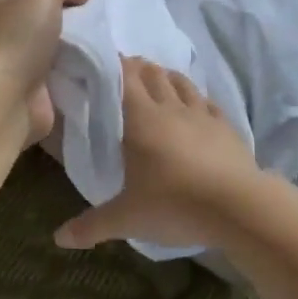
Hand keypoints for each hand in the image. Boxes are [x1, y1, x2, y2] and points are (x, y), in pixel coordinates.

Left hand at [0, 0, 92, 142]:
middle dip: (64, 18)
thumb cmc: (18, 36)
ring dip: (72, 46)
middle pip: (38, 19)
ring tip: (101, 39)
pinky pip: (58, 73)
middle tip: (94, 15)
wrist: (10, 97)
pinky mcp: (30, 91)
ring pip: (50, 47)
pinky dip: (73, 70)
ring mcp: (12, 66)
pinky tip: (93, 63)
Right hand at [54, 58, 259, 250]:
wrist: (238, 206)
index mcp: (141, 119)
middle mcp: (170, 107)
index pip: (124, 77)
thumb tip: (59, 237)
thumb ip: (93, 225)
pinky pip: (207, 102)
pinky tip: (196, 105)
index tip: (103, 61)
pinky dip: (196, 98)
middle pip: (152, 74)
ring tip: (157, 80)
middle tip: (125, 72)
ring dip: (166, 77)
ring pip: (180, 82)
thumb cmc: (175, 204)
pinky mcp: (225, 126)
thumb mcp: (128, 218)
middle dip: (138, 68)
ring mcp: (201, 114)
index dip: (114, 64)